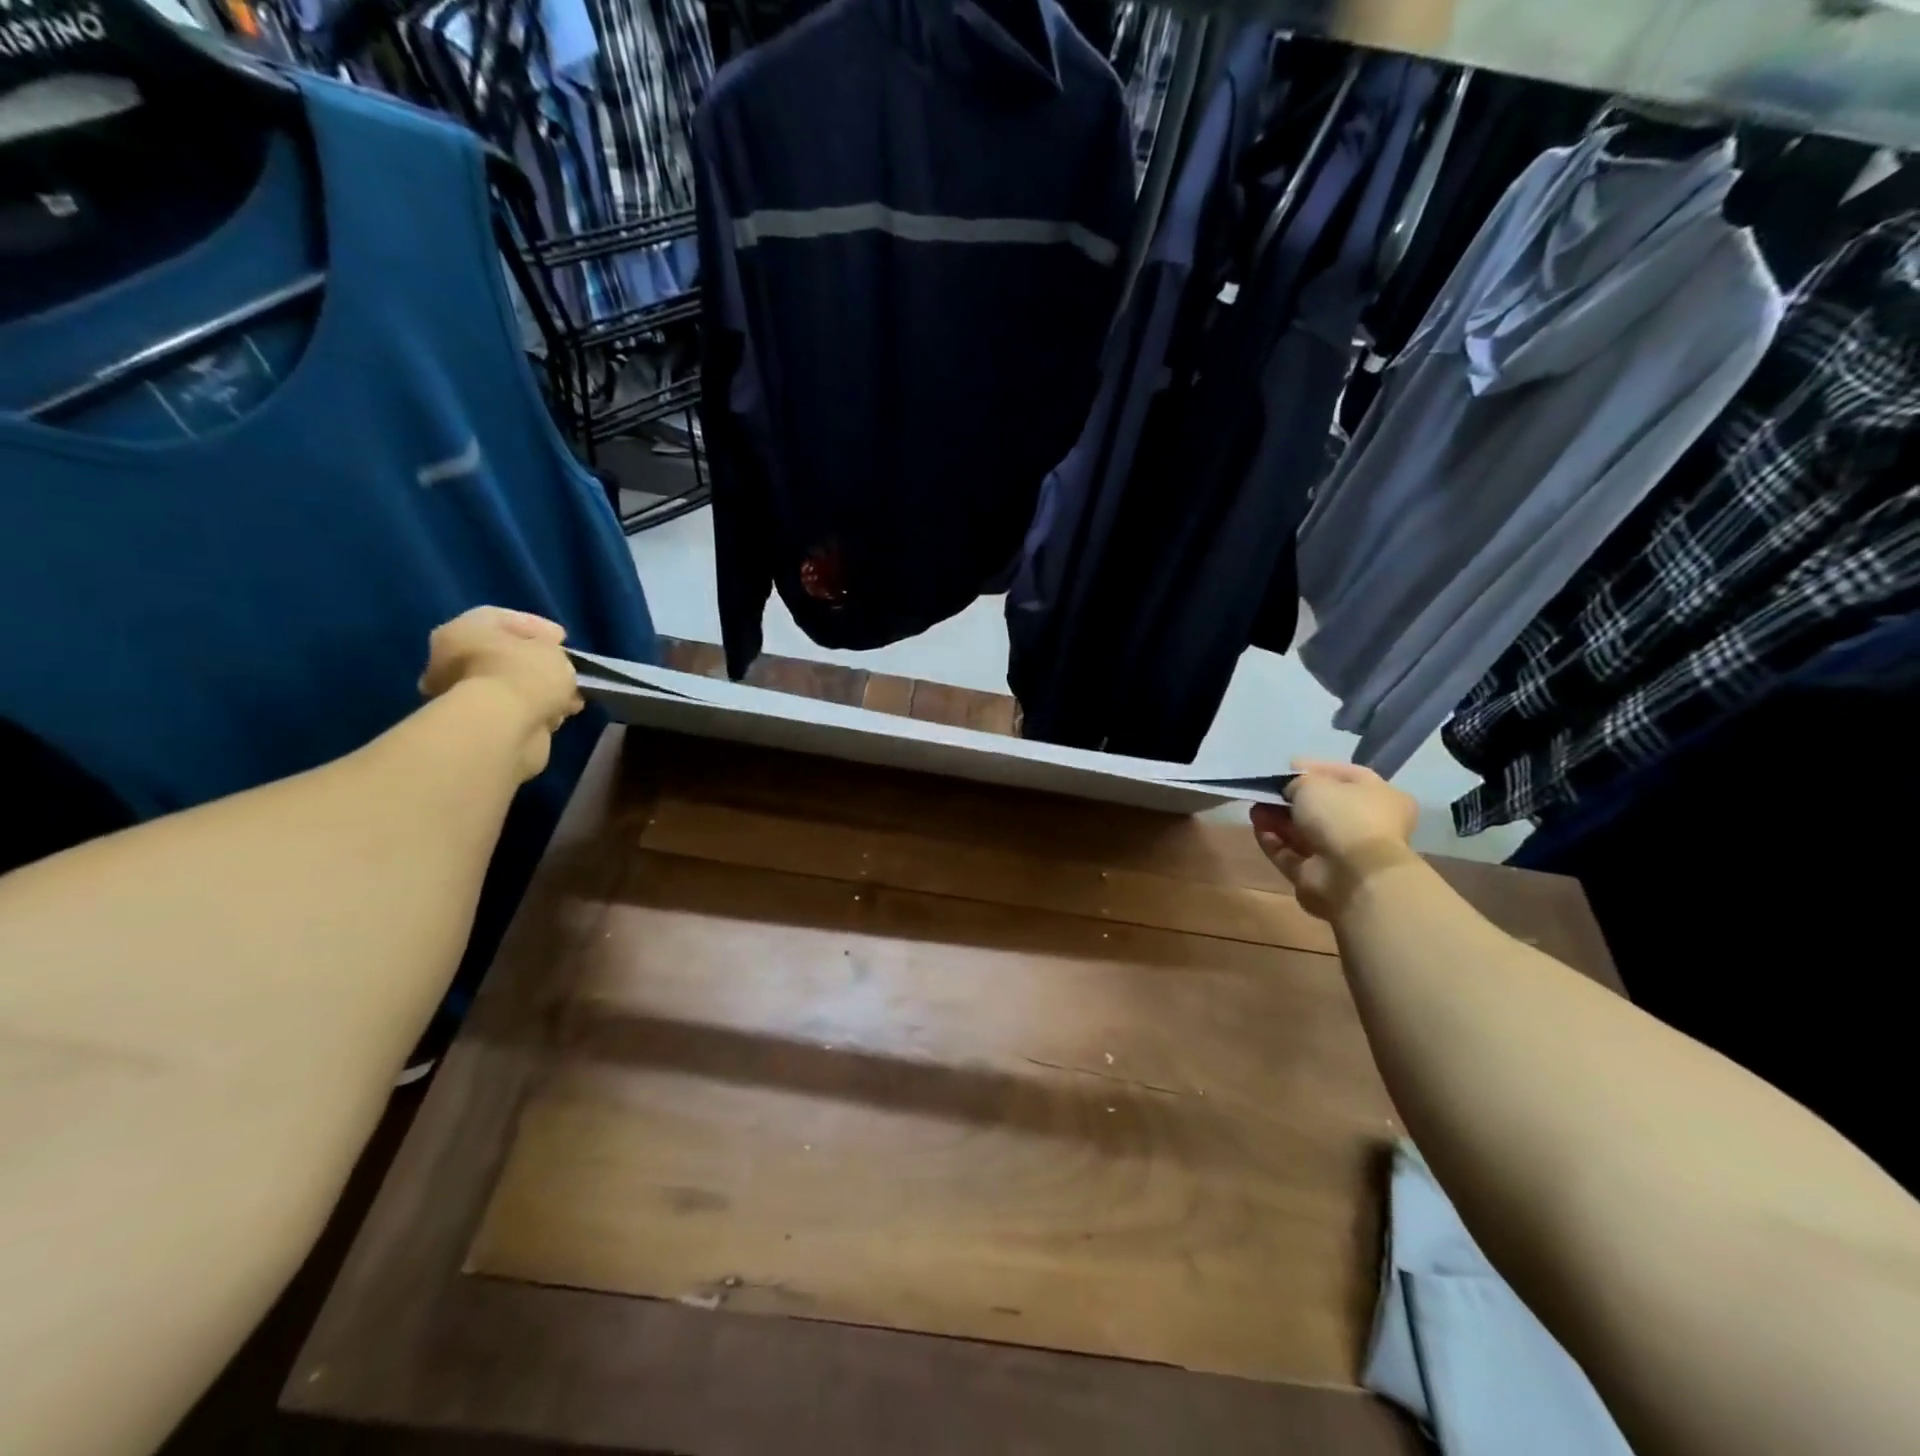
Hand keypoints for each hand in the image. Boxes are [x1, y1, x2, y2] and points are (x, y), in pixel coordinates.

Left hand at [418, 607, 583, 780]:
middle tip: (564, 669)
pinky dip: (534, 712)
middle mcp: (452, 660)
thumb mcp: (552, 650)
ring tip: (570, 699)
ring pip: (510, 686)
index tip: (562, 640)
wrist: (503, 728)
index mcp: (463, 630)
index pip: (500, 618)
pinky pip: (513, 712)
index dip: (536, 626)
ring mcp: (462, 696)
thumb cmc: (524, 674)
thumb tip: (549, 659)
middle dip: (536, 664)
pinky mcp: (478, 727)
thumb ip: (551, 650)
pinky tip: (557, 716)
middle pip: (503, 655)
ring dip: (539, 691)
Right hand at [1250, 759, 1418, 919]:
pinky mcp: (1319, 875)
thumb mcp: (1314, 783)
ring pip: (1303, 832)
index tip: (1285, 768)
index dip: (1313, 770)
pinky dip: (1274, 842)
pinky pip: (1292, 854)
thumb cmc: (1343, 816)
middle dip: (1288, 800)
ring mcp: (1342, 853)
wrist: (1353, 875)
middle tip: (1264, 792)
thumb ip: (1297, 781)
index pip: (1344, 776)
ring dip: (1277, 820)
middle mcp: (1365, 825)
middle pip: (1320, 808)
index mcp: (1380, 797)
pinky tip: (1259, 829)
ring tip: (1255, 810)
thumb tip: (1289, 788)